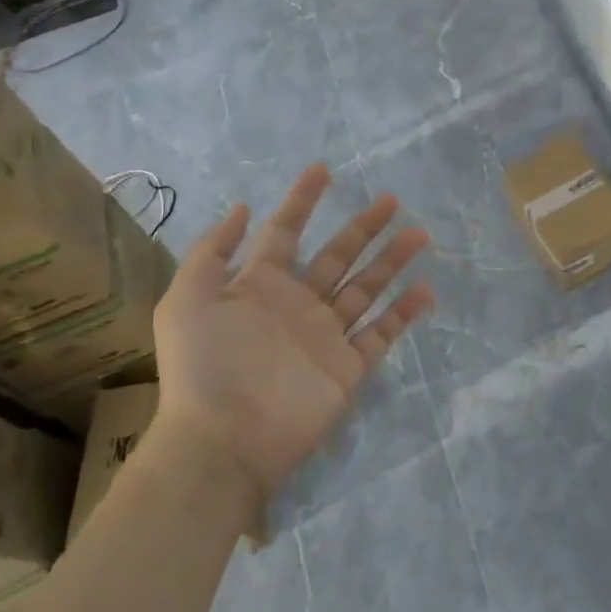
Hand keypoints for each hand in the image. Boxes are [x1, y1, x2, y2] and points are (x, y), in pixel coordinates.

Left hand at [150, 164, 434, 499]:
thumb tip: (243, 207)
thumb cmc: (203, 366)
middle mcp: (297, 304)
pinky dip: (403, 313)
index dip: (302, 200)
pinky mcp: (347, 366)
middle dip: (363, 227)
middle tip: (392, 200)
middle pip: (337, 255)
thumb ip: (212, 252)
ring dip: (392, 261)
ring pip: (366, 288)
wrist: (222, 441)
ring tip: (419, 234)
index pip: (286, 232)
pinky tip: (425, 290)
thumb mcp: (186, 299)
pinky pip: (380, 333)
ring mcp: (325, 335)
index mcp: (260, 285)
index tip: (322, 170)